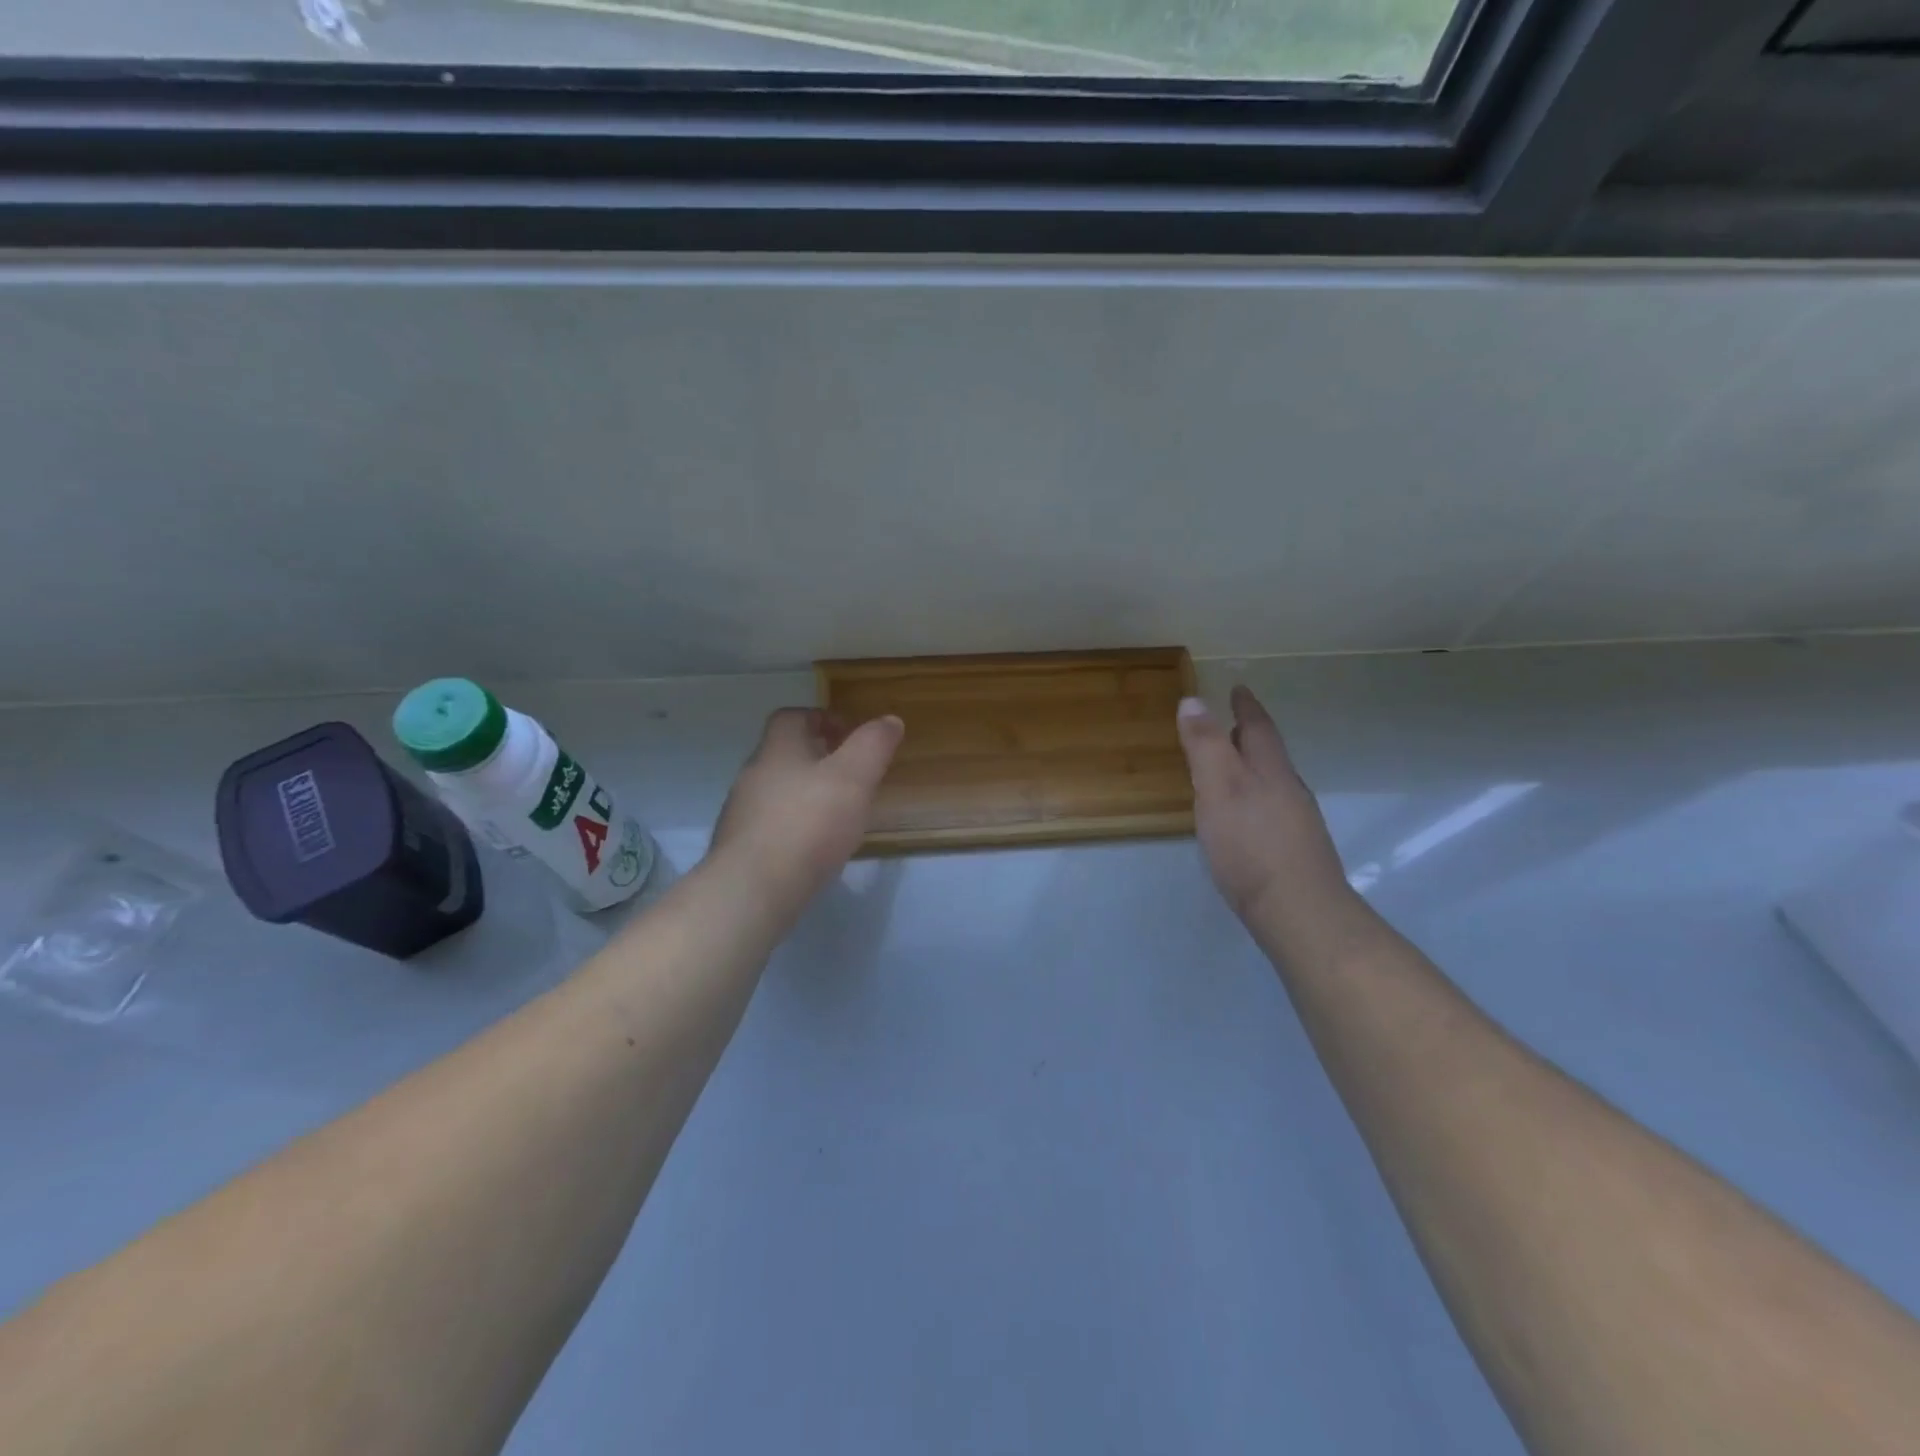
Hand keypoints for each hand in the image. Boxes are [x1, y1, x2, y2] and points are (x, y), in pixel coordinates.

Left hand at [708, 708, 903, 926]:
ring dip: (804, 794)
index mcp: (777, 750)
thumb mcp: (854, 777)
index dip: (820, 718)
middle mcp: (753, 775)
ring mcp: (742, 814)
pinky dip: (794, 827)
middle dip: (816, 758)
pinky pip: (771, 826)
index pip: (791, 718)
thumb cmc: (809, 823)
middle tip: (850, 774)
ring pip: (776, 792)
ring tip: (837, 814)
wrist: (754, 889)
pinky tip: (814, 848)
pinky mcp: (741, 850)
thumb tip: (889, 721)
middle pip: (783, 755)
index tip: (847, 733)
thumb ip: (873, 745)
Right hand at [1176, 687, 1365, 949]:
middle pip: (1269, 755)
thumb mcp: (1219, 788)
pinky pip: (1271, 811)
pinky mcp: (1294, 853)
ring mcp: (1296, 824)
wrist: (1298, 911)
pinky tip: (1243, 820)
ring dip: (1253, 769)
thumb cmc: (1251, 844)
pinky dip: (1255, 800)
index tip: (1238, 689)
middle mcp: (1289, 791)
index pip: (1258, 728)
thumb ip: (1205, 745)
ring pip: (1272, 784)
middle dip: (1250, 737)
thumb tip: (1193, 700)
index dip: (1246, 707)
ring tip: (1231, 769)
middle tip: (1233, 724)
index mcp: (1270, 770)